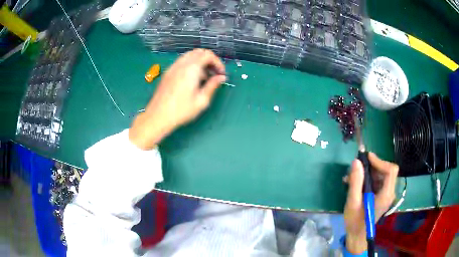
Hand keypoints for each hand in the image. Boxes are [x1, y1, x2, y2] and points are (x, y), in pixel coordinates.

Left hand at [129, 49, 225, 149]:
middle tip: (214, 73)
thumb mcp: (201, 101)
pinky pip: (182, 61)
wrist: (158, 116)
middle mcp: (182, 64)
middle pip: (199, 52)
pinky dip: (191, 65)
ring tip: (205, 77)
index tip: (221, 74)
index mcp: (191, 69)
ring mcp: (173, 67)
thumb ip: (213, 85)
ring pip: (190, 55)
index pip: (208, 55)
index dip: (218, 62)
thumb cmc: (181, 111)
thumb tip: (221, 78)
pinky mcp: (168, 72)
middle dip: (210, 60)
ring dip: (200, 62)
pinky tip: (192, 79)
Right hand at [343, 152, 398, 253]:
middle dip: (372, 166)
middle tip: (357, 168)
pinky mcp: (382, 196)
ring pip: (382, 175)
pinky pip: (378, 181)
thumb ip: (355, 182)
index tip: (366, 158)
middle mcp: (389, 192)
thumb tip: (356, 161)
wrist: (357, 235)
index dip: (380, 161)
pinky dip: (368, 179)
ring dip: (368, 173)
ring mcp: (386, 194)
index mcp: (385, 195)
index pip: (391, 170)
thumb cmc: (355, 221)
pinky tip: (356, 183)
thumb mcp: (353, 202)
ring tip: (352, 177)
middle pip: (387, 171)